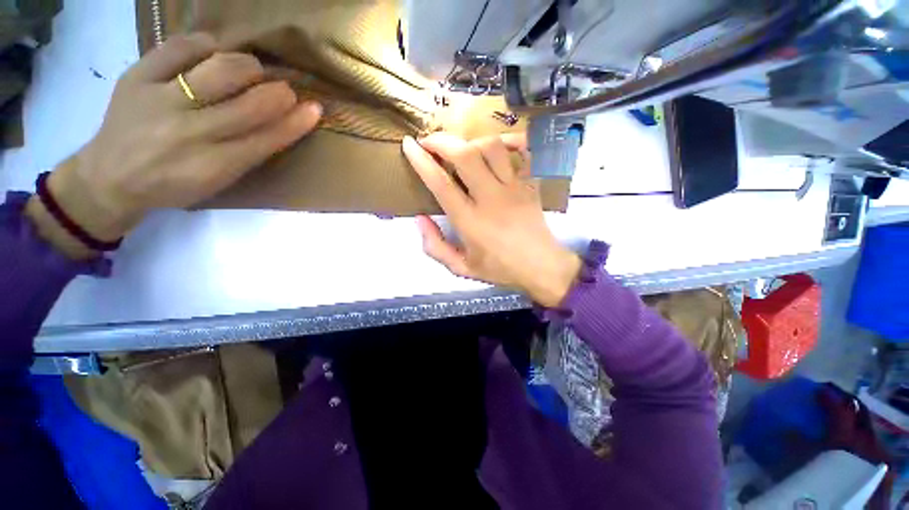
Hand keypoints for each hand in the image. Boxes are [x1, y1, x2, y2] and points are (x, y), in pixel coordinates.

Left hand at [28, 33, 321, 256]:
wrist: (110, 177)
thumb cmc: (174, 184)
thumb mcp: (218, 181)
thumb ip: (250, 153)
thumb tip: (283, 122)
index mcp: (215, 165)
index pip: (267, 139)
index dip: (296, 122)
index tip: (315, 108)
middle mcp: (190, 133)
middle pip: (249, 105)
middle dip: (278, 93)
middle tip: (285, 90)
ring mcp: (160, 101)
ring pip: (219, 70)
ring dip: (247, 66)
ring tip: (251, 70)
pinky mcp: (137, 76)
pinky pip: (180, 47)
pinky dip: (205, 45)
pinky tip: (213, 52)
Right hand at [402, 133, 580, 307]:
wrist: (541, 268)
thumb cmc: (500, 269)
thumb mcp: (461, 268)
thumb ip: (435, 247)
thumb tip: (420, 218)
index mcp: (470, 221)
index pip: (441, 183)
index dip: (421, 160)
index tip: (409, 145)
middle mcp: (491, 199)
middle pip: (465, 155)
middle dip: (442, 141)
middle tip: (430, 142)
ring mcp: (514, 188)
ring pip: (491, 147)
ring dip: (470, 141)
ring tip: (461, 149)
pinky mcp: (530, 183)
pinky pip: (522, 151)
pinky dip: (509, 140)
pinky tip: (498, 144)